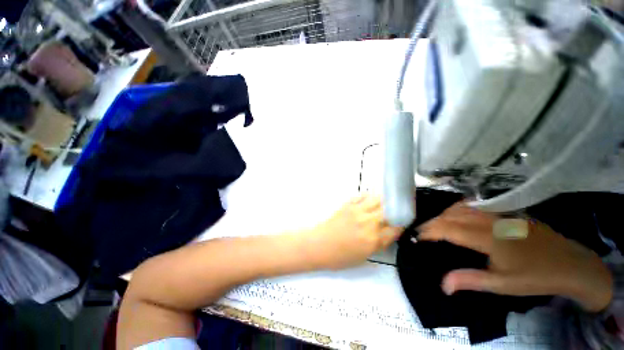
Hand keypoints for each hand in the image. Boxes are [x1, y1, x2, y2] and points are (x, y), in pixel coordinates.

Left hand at [304, 194, 401, 269]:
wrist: (319, 245)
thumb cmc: (339, 256)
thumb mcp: (363, 257)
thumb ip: (379, 245)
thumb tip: (388, 234)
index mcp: (373, 239)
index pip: (395, 228)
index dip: (401, 226)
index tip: (401, 224)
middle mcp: (368, 222)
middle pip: (389, 211)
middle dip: (395, 211)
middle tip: (395, 212)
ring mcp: (357, 211)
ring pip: (377, 199)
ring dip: (383, 201)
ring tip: (384, 204)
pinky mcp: (347, 205)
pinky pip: (361, 196)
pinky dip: (368, 197)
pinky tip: (368, 201)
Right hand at [418, 203, 612, 311]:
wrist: (569, 263)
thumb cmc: (535, 276)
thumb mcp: (503, 285)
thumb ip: (470, 280)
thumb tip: (443, 285)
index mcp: (488, 237)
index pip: (448, 229)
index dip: (429, 231)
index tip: (417, 237)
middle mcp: (489, 220)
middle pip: (450, 215)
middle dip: (431, 223)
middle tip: (420, 233)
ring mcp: (497, 212)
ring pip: (460, 207)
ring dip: (442, 215)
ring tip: (433, 225)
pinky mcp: (503, 211)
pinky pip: (472, 205)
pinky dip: (456, 209)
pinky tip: (453, 215)